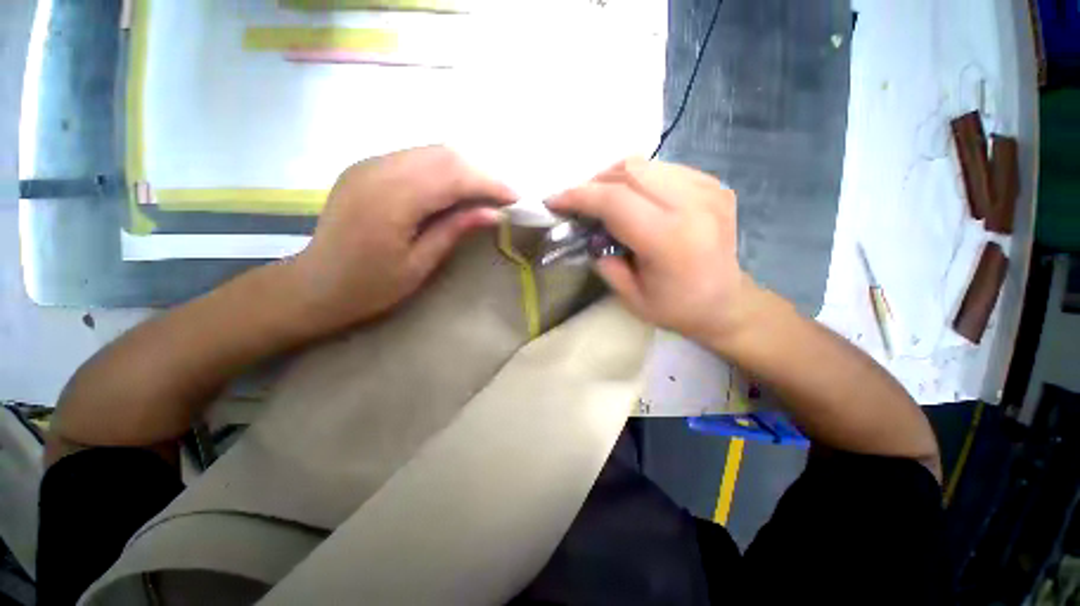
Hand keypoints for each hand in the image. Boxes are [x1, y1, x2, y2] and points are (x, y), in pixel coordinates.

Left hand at [290, 146, 515, 333]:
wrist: (315, 285)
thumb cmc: (370, 287)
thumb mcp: (420, 264)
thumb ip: (455, 230)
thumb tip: (493, 213)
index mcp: (391, 198)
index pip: (453, 175)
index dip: (490, 184)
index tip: (516, 198)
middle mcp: (379, 169)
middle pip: (444, 155)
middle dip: (481, 173)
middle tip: (503, 197)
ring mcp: (370, 164)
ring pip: (431, 152)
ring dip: (464, 169)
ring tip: (484, 194)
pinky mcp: (368, 167)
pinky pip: (416, 158)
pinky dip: (443, 170)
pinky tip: (455, 190)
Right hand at [548, 158, 756, 347]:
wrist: (726, 302)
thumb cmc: (676, 308)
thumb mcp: (629, 296)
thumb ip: (603, 258)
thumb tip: (587, 230)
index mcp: (670, 238)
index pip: (613, 200)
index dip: (578, 196)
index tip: (554, 200)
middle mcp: (693, 204)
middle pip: (629, 171)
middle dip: (593, 183)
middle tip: (579, 204)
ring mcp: (708, 189)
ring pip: (645, 164)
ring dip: (614, 179)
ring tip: (603, 202)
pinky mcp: (713, 185)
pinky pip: (663, 169)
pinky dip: (639, 180)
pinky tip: (635, 201)